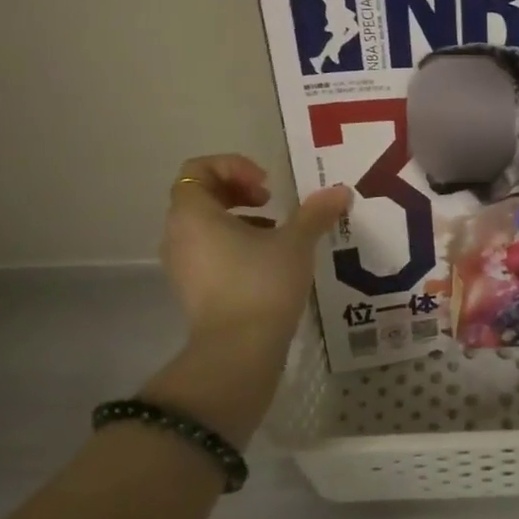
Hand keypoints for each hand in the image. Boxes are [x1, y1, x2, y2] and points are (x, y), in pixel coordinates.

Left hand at [159, 154, 350, 352]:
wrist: (238, 351)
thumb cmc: (261, 283)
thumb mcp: (295, 242)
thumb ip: (315, 212)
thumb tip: (341, 191)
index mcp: (193, 214)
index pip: (198, 170)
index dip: (234, 167)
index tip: (266, 186)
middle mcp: (178, 235)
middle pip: (200, 194)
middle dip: (238, 190)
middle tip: (271, 202)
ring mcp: (181, 265)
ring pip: (205, 224)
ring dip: (239, 217)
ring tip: (275, 231)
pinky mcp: (192, 289)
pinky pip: (207, 250)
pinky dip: (233, 243)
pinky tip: (268, 259)